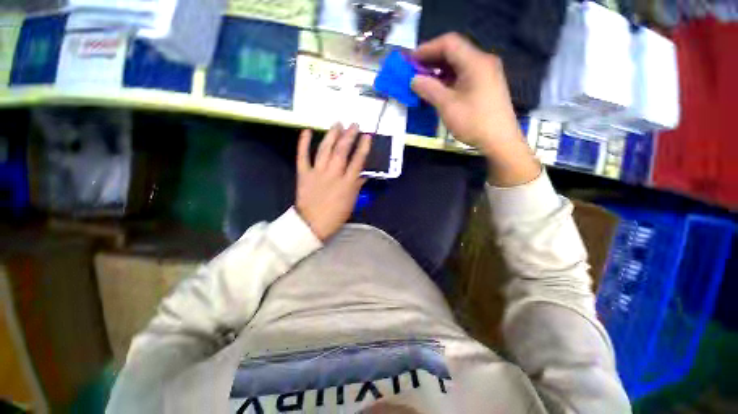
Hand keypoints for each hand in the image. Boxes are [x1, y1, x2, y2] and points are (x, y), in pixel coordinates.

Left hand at [295, 123, 371, 240]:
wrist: (312, 224)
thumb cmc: (335, 215)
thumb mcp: (351, 201)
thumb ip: (357, 185)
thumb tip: (363, 173)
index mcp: (347, 183)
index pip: (357, 161)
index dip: (363, 147)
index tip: (367, 136)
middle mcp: (333, 174)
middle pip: (342, 151)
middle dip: (349, 136)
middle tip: (354, 125)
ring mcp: (317, 173)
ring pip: (325, 150)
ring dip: (332, 135)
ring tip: (337, 124)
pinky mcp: (303, 174)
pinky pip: (302, 156)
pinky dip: (304, 143)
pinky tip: (307, 131)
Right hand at [411, 33, 540, 186]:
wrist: (500, 141)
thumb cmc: (473, 122)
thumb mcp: (447, 106)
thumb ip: (429, 89)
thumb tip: (414, 80)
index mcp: (475, 62)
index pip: (449, 43)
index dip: (427, 49)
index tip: (411, 60)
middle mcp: (483, 62)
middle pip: (454, 52)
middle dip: (432, 60)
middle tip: (414, 71)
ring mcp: (487, 74)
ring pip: (459, 65)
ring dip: (439, 71)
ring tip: (423, 81)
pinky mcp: (486, 85)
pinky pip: (464, 75)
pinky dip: (449, 79)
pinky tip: (439, 89)